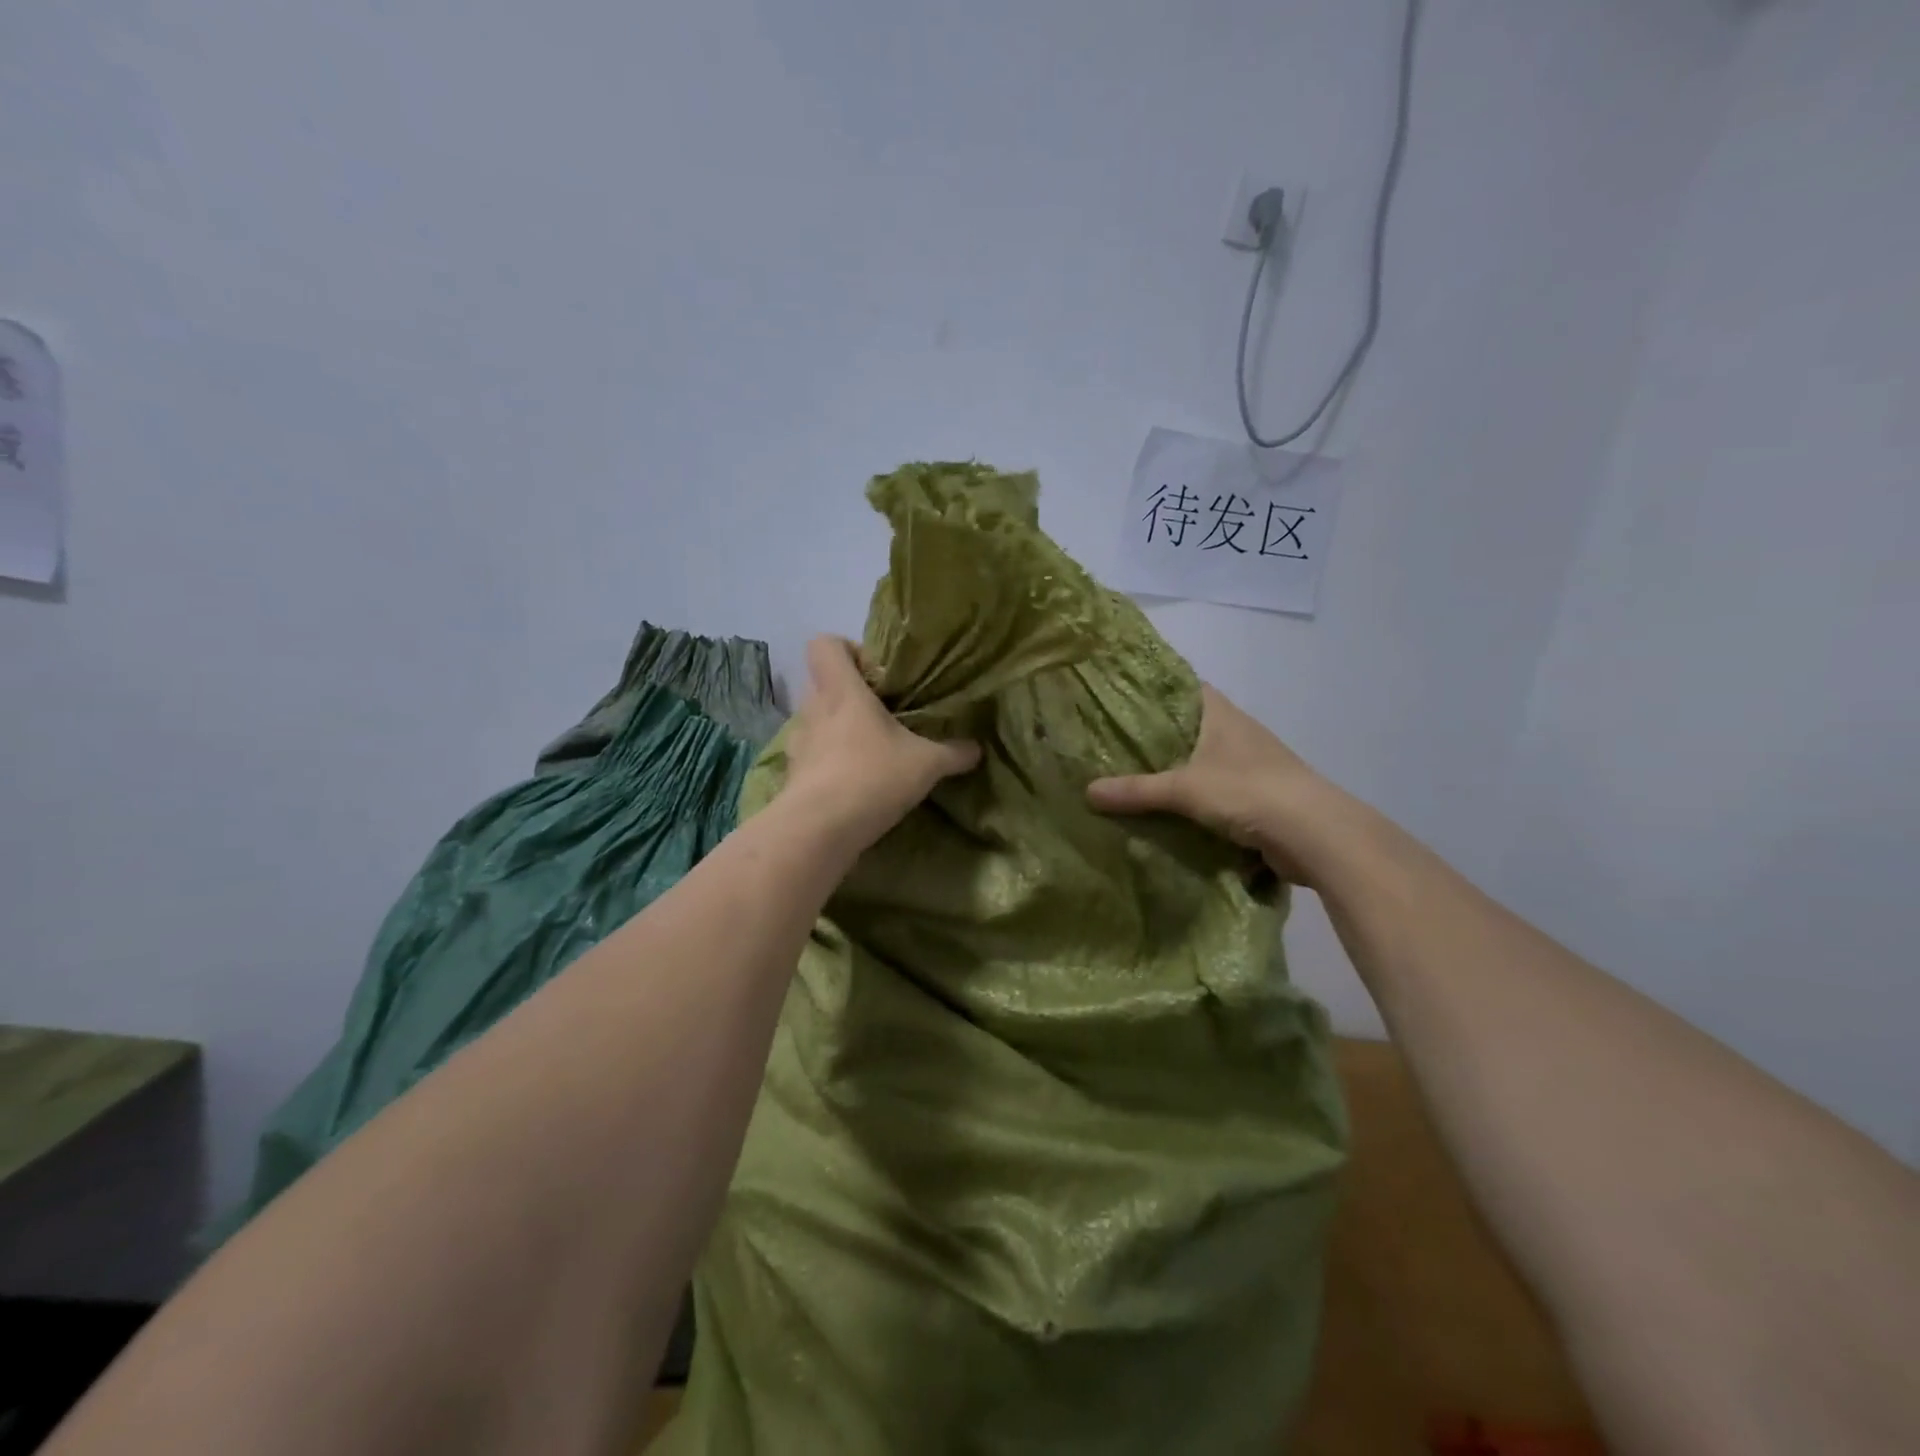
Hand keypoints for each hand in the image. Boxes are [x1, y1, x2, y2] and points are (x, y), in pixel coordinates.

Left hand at [782, 636, 980, 851]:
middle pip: (822, 682)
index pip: (825, 645)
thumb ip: (953, 753)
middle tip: (882, 715)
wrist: (818, 830)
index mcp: (841, 690)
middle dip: (850, 695)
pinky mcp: (792, 774)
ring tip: (868, 751)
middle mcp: (813, 709)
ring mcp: (798, 743)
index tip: (878, 675)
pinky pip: (811, 756)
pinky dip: (828, 762)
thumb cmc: (872, 777)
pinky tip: (854, 783)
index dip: (849, 651)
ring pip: (815, 720)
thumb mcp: (926, 764)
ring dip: (838, 730)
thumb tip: (976, 749)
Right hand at [1086, 685, 1342, 880]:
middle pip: (1191, 727)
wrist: (1314, 834)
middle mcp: (1238, 733)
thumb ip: (1136, 790)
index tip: (1121, 696)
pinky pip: (1215, 793)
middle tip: (1112, 743)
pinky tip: (1166, 813)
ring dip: (1176, 772)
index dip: (1156, 689)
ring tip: (1131, 778)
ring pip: (1203, 762)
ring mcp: (1251, 766)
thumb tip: (1087, 792)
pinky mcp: (1258, 798)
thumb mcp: (1184, 788)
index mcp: (1222, 715)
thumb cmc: (1248, 791)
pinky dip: (1193, 801)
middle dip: (1158, 737)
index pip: (1185, 688)